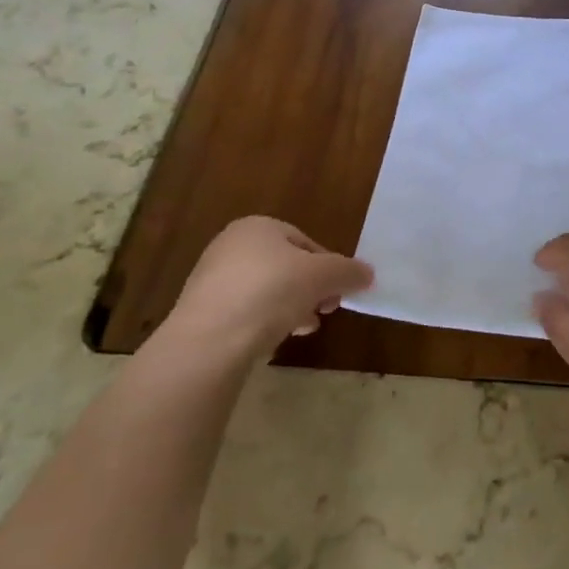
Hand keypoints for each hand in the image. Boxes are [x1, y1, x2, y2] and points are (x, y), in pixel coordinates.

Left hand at [163, 217, 372, 361]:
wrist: (208, 341)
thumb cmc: (271, 292)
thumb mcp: (322, 276)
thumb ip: (348, 271)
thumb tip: (368, 273)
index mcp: (258, 226)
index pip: (305, 242)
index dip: (328, 267)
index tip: (337, 292)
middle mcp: (231, 245)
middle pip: (286, 266)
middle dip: (310, 289)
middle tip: (324, 312)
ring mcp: (211, 279)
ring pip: (266, 291)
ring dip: (290, 307)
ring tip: (302, 330)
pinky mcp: (201, 312)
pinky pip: (244, 312)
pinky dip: (262, 323)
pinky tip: (272, 341)